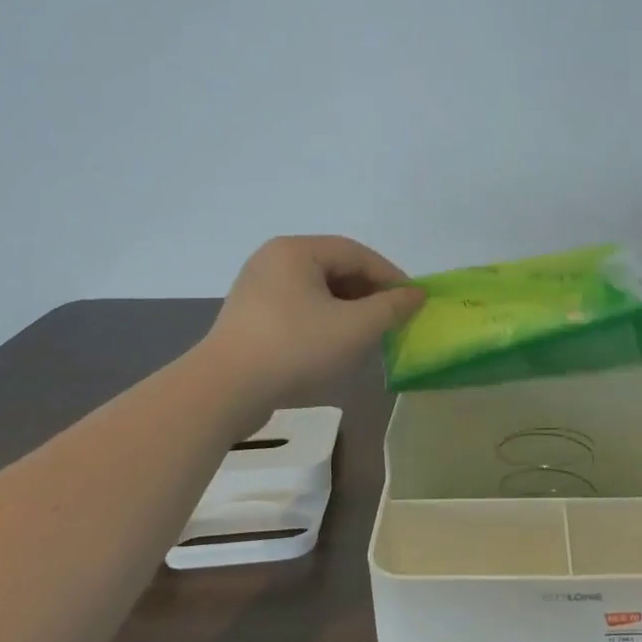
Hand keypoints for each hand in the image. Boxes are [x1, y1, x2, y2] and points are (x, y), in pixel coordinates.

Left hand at [205, 236, 425, 405]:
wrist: (224, 391)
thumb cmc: (295, 348)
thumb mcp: (354, 327)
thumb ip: (391, 307)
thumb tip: (416, 295)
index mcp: (296, 250)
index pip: (356, 253)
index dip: (390, 276)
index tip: (414, 301)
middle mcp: (274, 259)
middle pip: (335, 268)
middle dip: (369, 293)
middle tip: (393, 318)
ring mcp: (258, 287)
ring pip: (317, 290)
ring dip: (348, 308)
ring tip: (370, 333)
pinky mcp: (250, 316)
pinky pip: (298, 307)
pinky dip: (324, 319)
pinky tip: (337, 343)